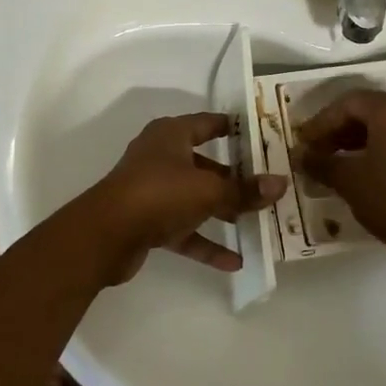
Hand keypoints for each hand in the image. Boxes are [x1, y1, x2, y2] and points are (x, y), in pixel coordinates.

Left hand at [90, 113, 287, 278]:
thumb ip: (244, 191)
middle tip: (266, 186)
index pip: (207, 123)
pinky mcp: (147, 222)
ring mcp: (152, 190)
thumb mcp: (208, 190)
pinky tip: (235, 262)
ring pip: (195, 198)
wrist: (105, 236)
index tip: (260, 135)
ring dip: (222, 211)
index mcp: (171, 135)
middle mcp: (160, 157)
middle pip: (204, 164)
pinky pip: (184, 230)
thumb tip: (281, 184)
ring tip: (256, 224)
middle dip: (234, 178)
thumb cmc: (158, 194)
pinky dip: (206, 243)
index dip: (232, 127)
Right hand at [293, 90, 385, 262]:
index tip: (306, 142)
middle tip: (322, 149)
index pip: (349, 103)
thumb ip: (320, 162)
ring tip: (345, 158)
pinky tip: (377, 166)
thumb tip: (300, 155)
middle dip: (344, 127)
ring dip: (368, 136)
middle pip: (373, 109)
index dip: (323, 121)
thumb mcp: (348, 181)